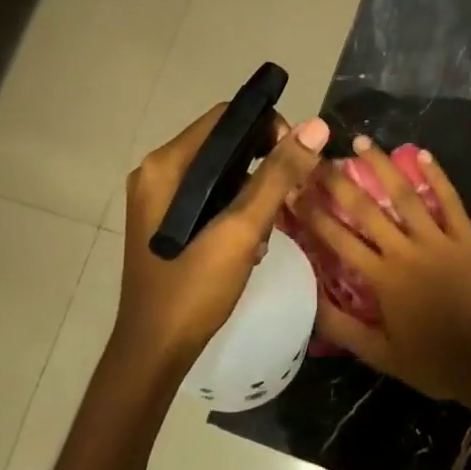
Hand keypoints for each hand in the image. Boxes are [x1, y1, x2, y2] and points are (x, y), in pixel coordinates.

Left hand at [118, 106, 329, 366]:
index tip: (297, 158)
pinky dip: (235, 209)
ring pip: (221, 173)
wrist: (154, 351)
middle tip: (288, 198)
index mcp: (166, 165)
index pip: (226, 117)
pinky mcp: (166, 222)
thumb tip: (316, 126)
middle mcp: (157, 172)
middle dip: (262, 165)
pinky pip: (209, 197)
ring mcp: (159, 199)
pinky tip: (250, 243)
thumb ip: (277, 176)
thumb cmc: (194, 288)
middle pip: (224, 144)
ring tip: (268, 228)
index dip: (267, 127)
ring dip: (252, 193)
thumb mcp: (241, 230)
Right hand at [300, 137, 470, 413]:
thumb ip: (342, 327)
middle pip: (366, 209)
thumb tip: (308, 300)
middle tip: (317, 157)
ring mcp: (439, 241)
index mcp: (382, 279)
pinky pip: (450, 202)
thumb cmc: (432, 362)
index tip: (292, 189)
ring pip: (406, 196)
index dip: (312, 213)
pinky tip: (423, 154)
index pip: (338, 239)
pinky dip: (438, 177)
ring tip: (362, 142)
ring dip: (383, 167)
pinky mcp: (466, 239)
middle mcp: (406, 251)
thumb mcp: (379, 355)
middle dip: (338, 182)